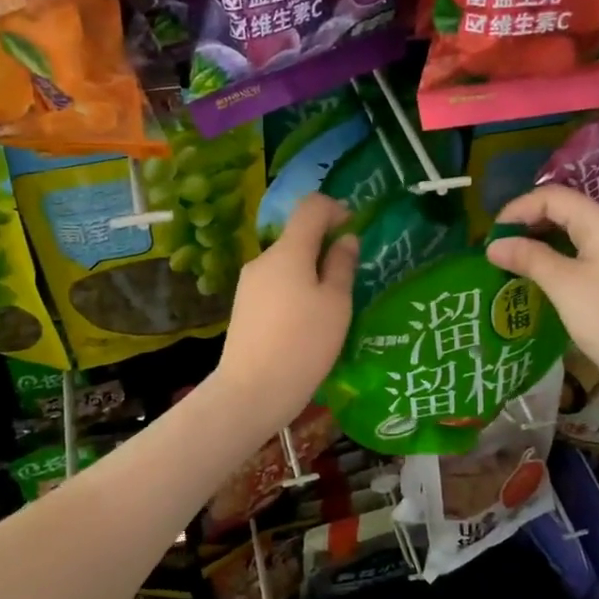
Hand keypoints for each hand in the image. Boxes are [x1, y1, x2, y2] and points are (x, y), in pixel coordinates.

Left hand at [211, 193, 358, 429]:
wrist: (251, 391)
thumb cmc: (303, 344)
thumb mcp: (336, 304)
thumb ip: (342, 265)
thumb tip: (345, 238)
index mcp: (288, 251)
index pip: (311, 207)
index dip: (335, 209)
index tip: (354, 230)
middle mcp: (264, 259)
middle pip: (297, 237)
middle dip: (325, 247)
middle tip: (350, 278)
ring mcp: (249, 284)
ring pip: (287, 264)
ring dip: (311, 273)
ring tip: (331, 308)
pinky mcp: (244, 307)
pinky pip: (276, 286)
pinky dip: (295, 291)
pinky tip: (306, 324)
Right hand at [486, 184, 598, 393]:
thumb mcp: (565, 286)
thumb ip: (529, 258)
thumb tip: (493, 245)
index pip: (553, 197)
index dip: (518, 209)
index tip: (491, 236)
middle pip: (562, 211)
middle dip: (526, 224)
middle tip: (496, 249)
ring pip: (570, 234)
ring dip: (538, 243)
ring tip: (509, 262)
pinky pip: (579, 255)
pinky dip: (554, 259)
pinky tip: (535, 277)